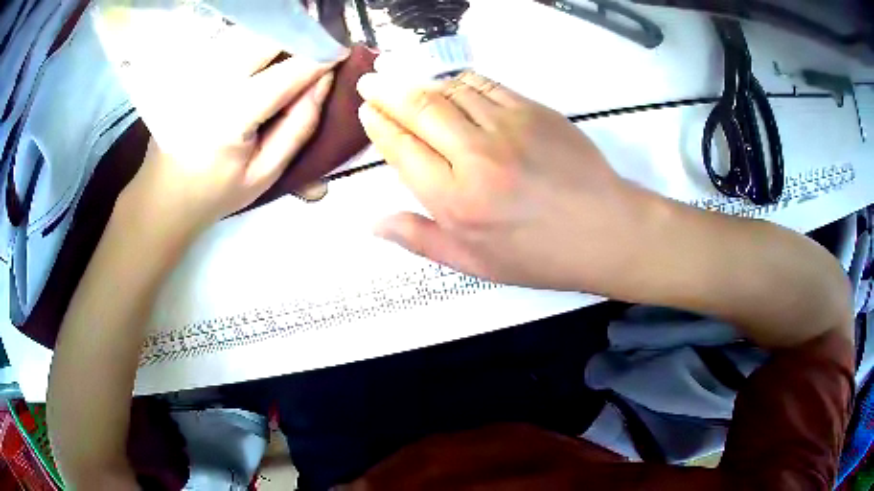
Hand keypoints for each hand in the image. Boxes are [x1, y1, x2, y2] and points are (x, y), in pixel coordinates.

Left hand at [123, 53, 342, 231]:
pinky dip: (255, 42)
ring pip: (249, 33)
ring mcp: (195, 72)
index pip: (286, 73)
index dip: (320, 57)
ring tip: (291, 53)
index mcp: (229, 117)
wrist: (164, 193)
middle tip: (318, 49)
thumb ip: (300, 125)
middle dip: (299, 37)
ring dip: (277, 37)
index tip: (343, 51)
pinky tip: (261, 58)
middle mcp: (209, 84)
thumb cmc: (216, 191)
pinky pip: (231, 41)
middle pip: (266, 39)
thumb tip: (324, 80)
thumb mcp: (266, 172)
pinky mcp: (189, 68)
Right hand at [357, 71, 657, 291]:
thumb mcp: (475, 264)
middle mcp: (474, 156)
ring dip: (420, 84)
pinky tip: (449, 85)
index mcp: (455, 199)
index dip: (379, 125)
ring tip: (403, 83)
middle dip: (386, 93)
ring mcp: (507, 126)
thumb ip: (420, 239)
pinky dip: (460, 81)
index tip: (367, 111)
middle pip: (418, 110)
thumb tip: (374, 223)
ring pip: (449, 91)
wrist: (605, 230)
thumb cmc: (540, 255)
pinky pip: (485, 85)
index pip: (401, 148)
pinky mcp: (533, 110)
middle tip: (369, 83)